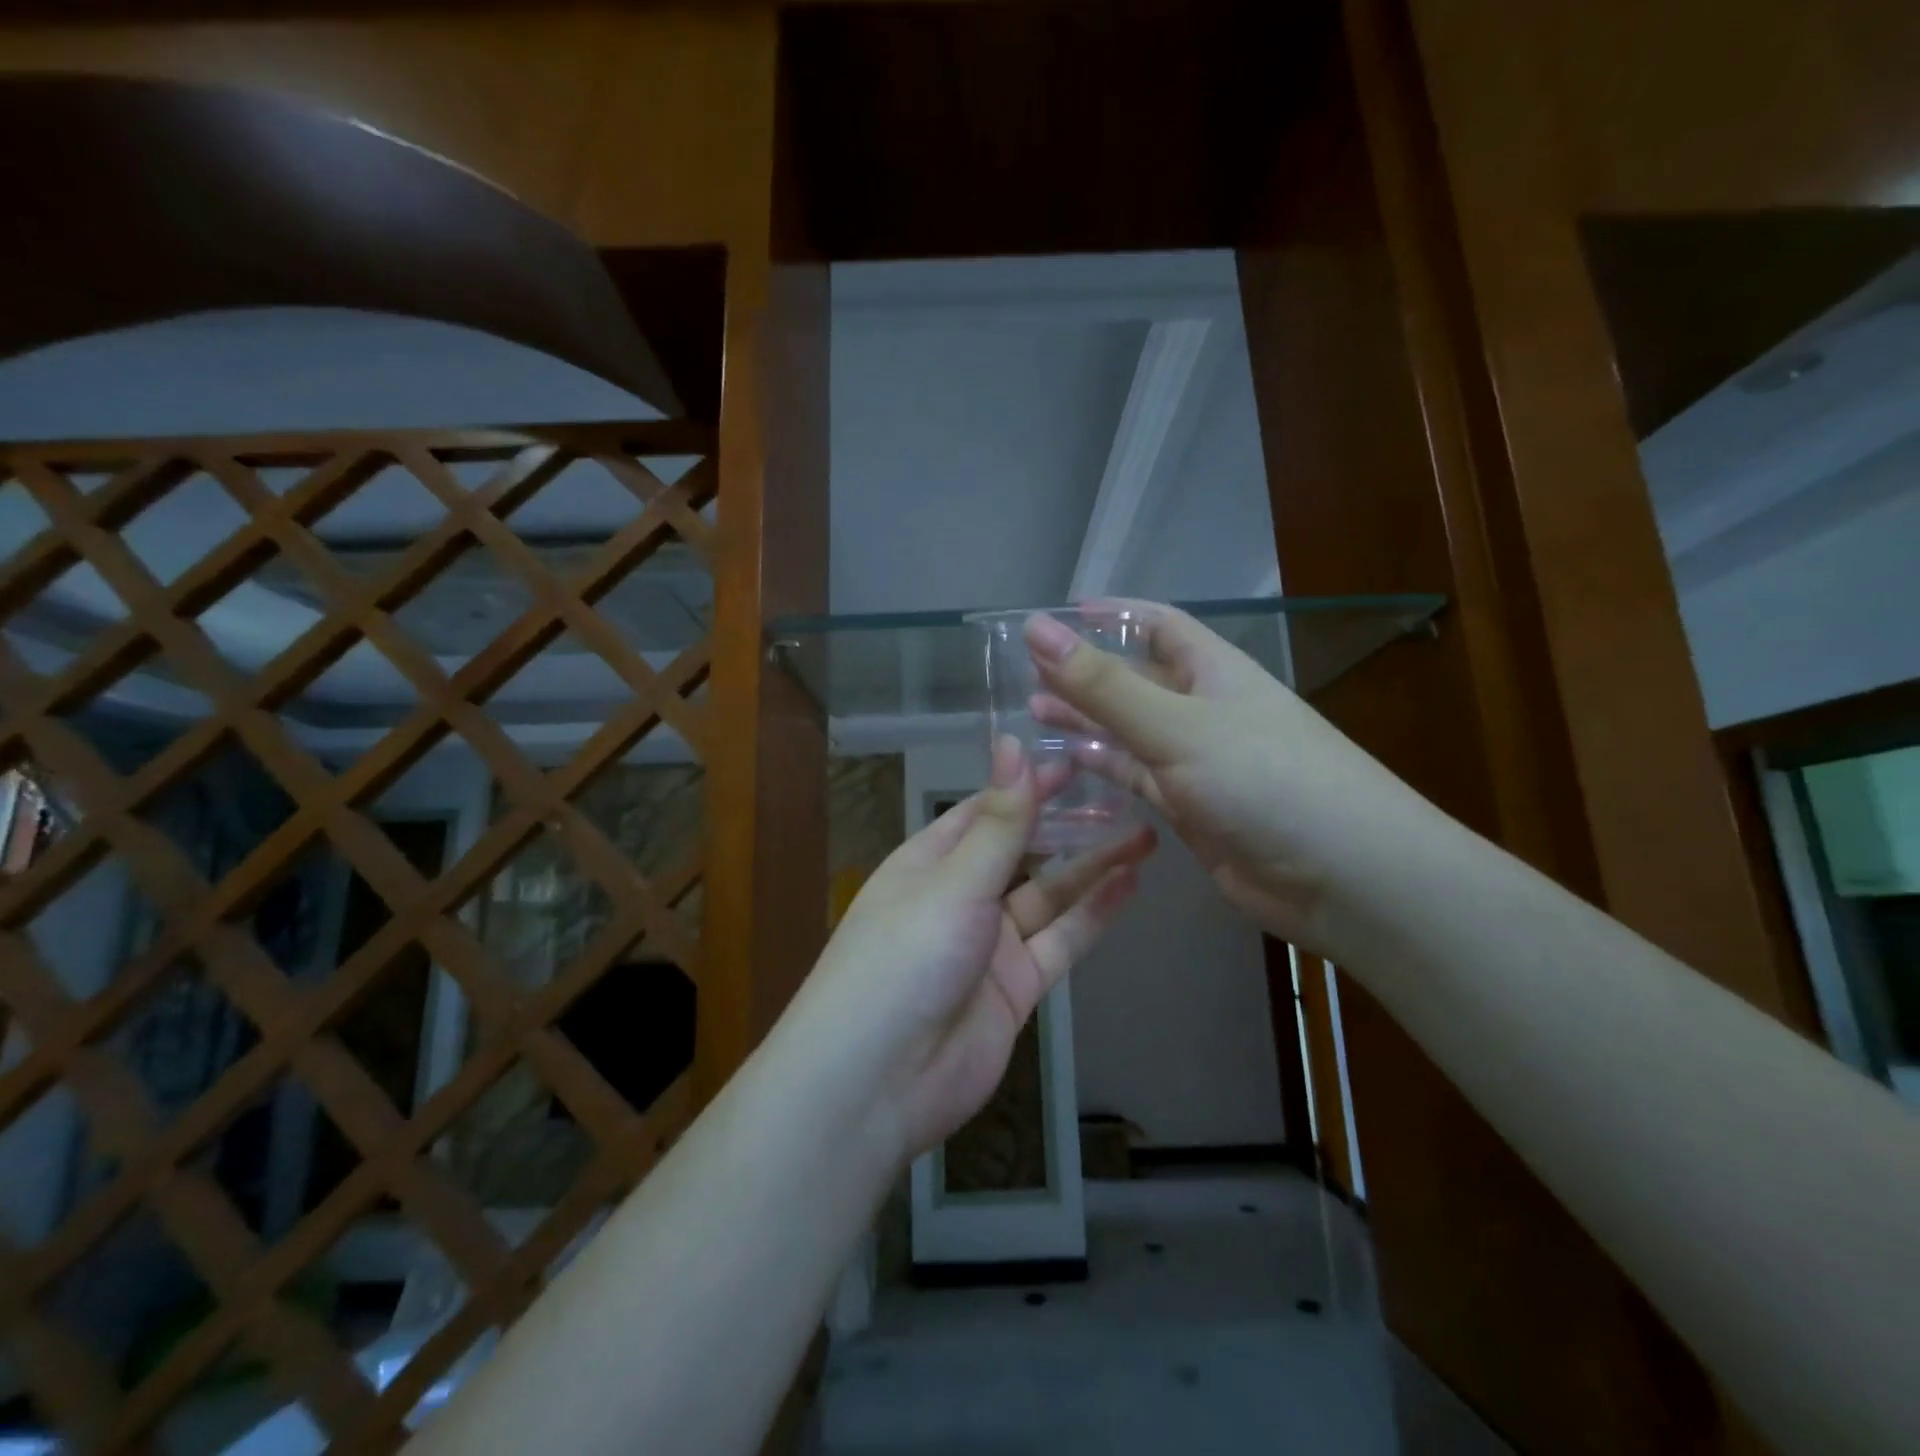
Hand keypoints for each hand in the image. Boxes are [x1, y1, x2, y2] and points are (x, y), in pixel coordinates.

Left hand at [793, 735, 1154, 1160]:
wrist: (879, 1082)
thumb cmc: (905, 958)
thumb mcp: (954, 882)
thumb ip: (997, 821)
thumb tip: (1010, 743)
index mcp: (929, 863)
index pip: (985, 811)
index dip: (1027, 786)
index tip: (1075, 761)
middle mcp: (959, 897)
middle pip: (1021, 851)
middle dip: (1066, 825)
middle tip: (1122, 794)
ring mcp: (989, 946)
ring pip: (1049, 896)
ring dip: (1091, 868)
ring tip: (1144, 835)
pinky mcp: (1015, 989)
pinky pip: (1060, 942)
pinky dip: (1093, 915)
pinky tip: (1129, 885)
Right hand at [1026, 602, 1431, 959]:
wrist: (1341, 877)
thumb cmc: (1264, 779)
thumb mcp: (1177, 725)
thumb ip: (1104, 685)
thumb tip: (1037, 629)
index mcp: (1212, 670)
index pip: (1156, 623)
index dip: (1109, 615)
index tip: (1056, 615)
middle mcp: (1204, 708)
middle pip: (1135, 678)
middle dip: (1084, 672)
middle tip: (1023, 673)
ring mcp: (1197, 761)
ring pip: (1130, 730)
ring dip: (1087, 721)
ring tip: (1032, 715)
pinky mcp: (1191, 808)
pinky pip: (1137, 777)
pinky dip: (1104, 767)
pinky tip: (1068, 763)